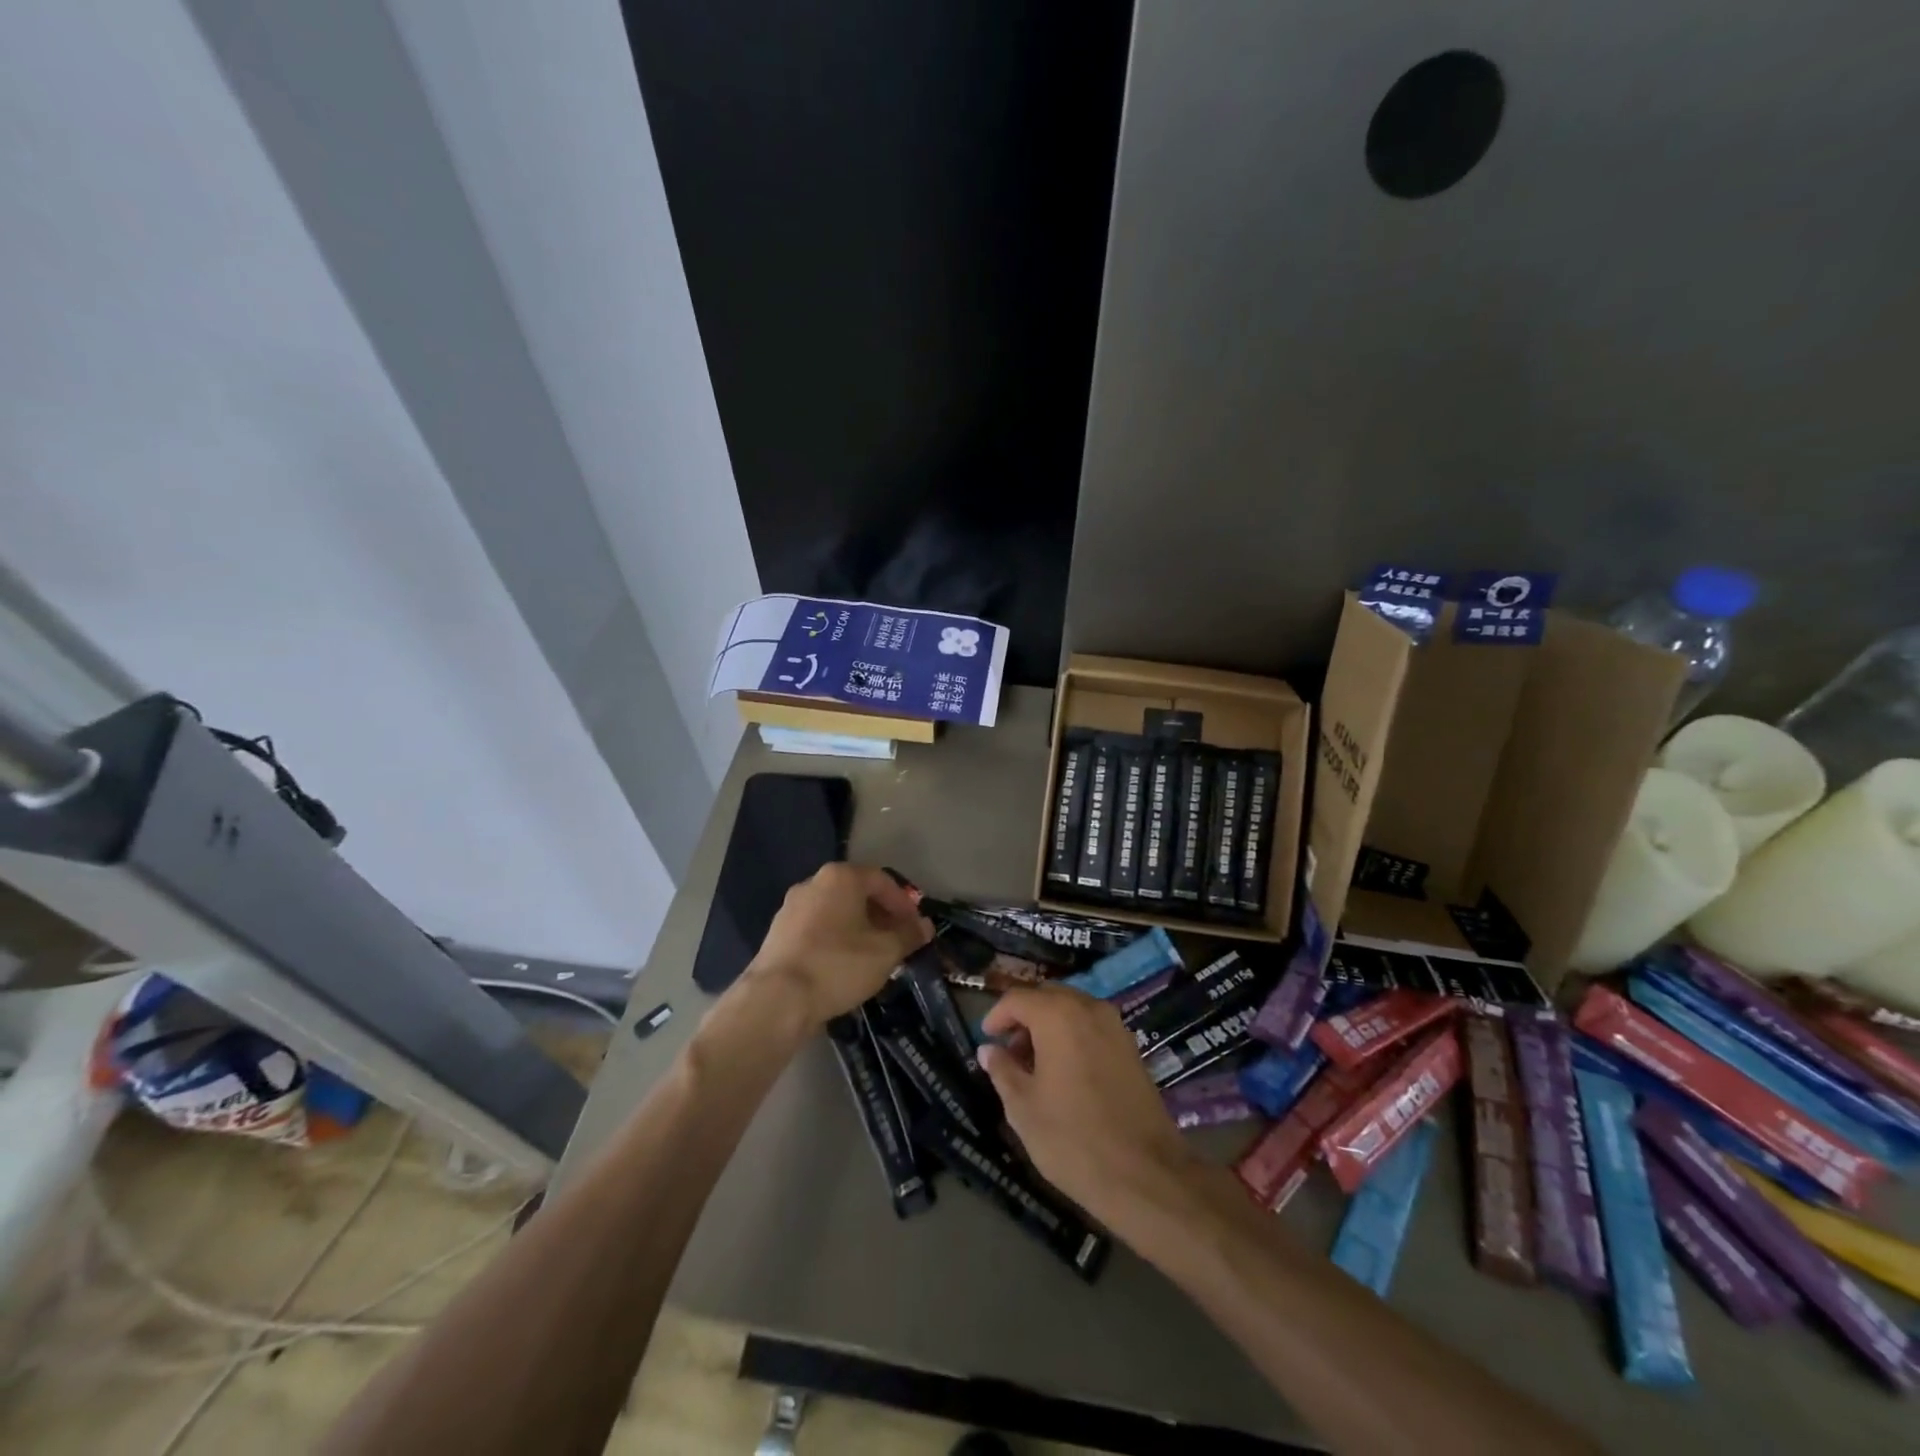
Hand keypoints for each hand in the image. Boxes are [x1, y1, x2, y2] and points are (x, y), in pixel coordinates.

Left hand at [746, 863, 930, 1025]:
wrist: (777, 999)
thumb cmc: (838, 965)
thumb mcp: (885, 952)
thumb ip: (908, 935)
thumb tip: (925, 926)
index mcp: (841, 877)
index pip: (882, 880)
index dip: (904, 903)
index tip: (916, 927)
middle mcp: (813, 883)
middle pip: (857, 893)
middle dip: (881, 915)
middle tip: (897, 941)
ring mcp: (791, 907)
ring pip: (836, 911)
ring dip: (859, 928)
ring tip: (873, 955)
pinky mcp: (778, 933)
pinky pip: (817, 928)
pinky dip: (836, 939)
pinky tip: (844, 965)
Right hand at [978, 984, 1196, 1224]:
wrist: (1145, 1174)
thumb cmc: (1072, 1138)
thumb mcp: (1023, 1107)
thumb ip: (1002, 1070)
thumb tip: (988, 1049)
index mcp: (1058, 1015)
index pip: (1018, 998)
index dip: (997, 1016)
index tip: (986, 1039)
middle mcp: (1089, 1008)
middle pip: (1047, 997)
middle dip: (1024, 1017)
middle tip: (1008, 1052)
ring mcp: (1115, 1026)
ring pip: (1072, 1009)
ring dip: (1049, 1026)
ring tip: (1034, 1066)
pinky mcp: (1131, 1047)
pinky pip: (1092, 1026)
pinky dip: (1072, 1036)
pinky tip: (1064, 1072)